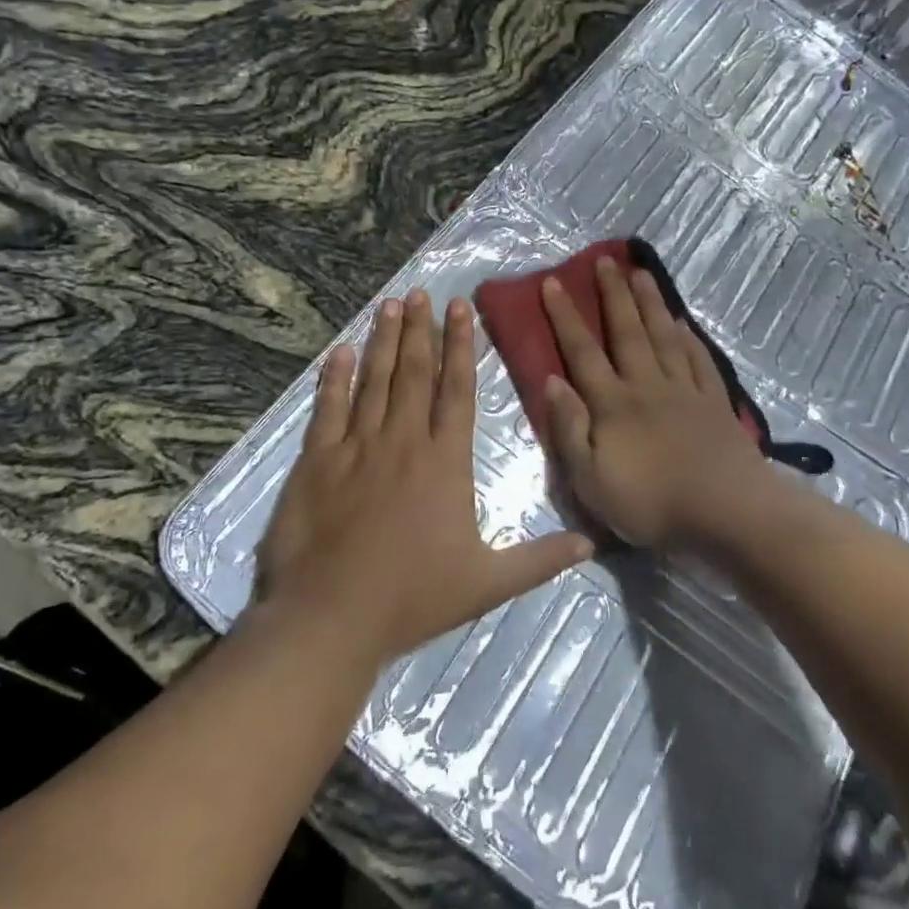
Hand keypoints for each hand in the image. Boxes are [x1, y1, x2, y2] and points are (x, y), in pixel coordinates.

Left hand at [256, 289, 593, 665]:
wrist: (332, 616)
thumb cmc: (413, 598)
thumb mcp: (488, 583)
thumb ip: (540, 559)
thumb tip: (592, 545)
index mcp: (444, 461)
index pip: (456, 389)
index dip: (460, 345)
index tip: (459, 308)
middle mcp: (402, 441)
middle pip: (413, 373)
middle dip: (419, 329)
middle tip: (419, 292)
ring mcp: (356, 447)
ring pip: (373, 381)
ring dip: (382, 341)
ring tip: (389, 305)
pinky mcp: (317, 461)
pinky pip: (328, 409)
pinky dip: (334, 378)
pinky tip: (340, 352)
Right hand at [540, 257, 777, 549]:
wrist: (727, 513)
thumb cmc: (651, 503)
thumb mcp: (591, 480)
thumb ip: (568, 429)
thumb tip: (552, 381)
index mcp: (613, 403)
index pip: (582, 352)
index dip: (566, 317)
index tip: (553, 283)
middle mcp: (646, 385)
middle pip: (627, 332)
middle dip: (613, 294)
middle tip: (605, 260)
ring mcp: (685, 391)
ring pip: (663, 337)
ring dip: (650, 304)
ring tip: (641, 273)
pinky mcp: (715, 404)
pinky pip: (699, 361)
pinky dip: (689, 339)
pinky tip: (683, 323)